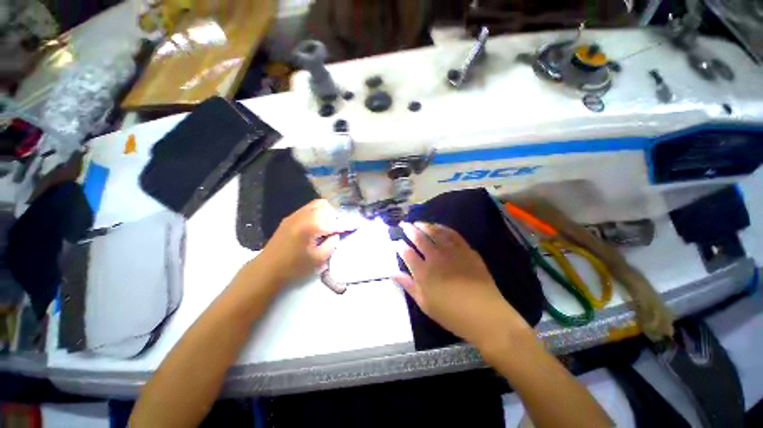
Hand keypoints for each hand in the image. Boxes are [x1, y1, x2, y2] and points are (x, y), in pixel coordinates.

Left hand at [258, 199, 342, 284]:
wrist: (267, 269)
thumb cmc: (295, 267)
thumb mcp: (319, 259)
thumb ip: (332, 243)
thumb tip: (336, 233)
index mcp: (313, 226)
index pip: (336, 222)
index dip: (347, 224)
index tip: (356, 225)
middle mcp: (305, 215)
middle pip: (327, 207)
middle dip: (336, 216)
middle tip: (338, 227)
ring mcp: (296, 214)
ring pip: (318, 204)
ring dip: (327, 212)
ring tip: (328, 225)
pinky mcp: (290, 217)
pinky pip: (308, 208)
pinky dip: (317, 212)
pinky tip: (316, 225)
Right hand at [393, 222, 529, 350]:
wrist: (485, 315)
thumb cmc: (451, 313)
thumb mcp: (424, 303)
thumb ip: (408, 285)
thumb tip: (392, 272)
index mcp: (423, 272)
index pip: (407, 253)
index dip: (399, 245)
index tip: (395, 241)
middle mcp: (435, 257)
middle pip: (419, 238)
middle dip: (409, 230)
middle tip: (404, 224)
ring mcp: (452, 252)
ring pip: (435, 232)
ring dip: (425, 225)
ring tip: (418, 222)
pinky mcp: (466, 250)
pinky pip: (453, 234)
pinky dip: (443, 228)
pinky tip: (438, 226)